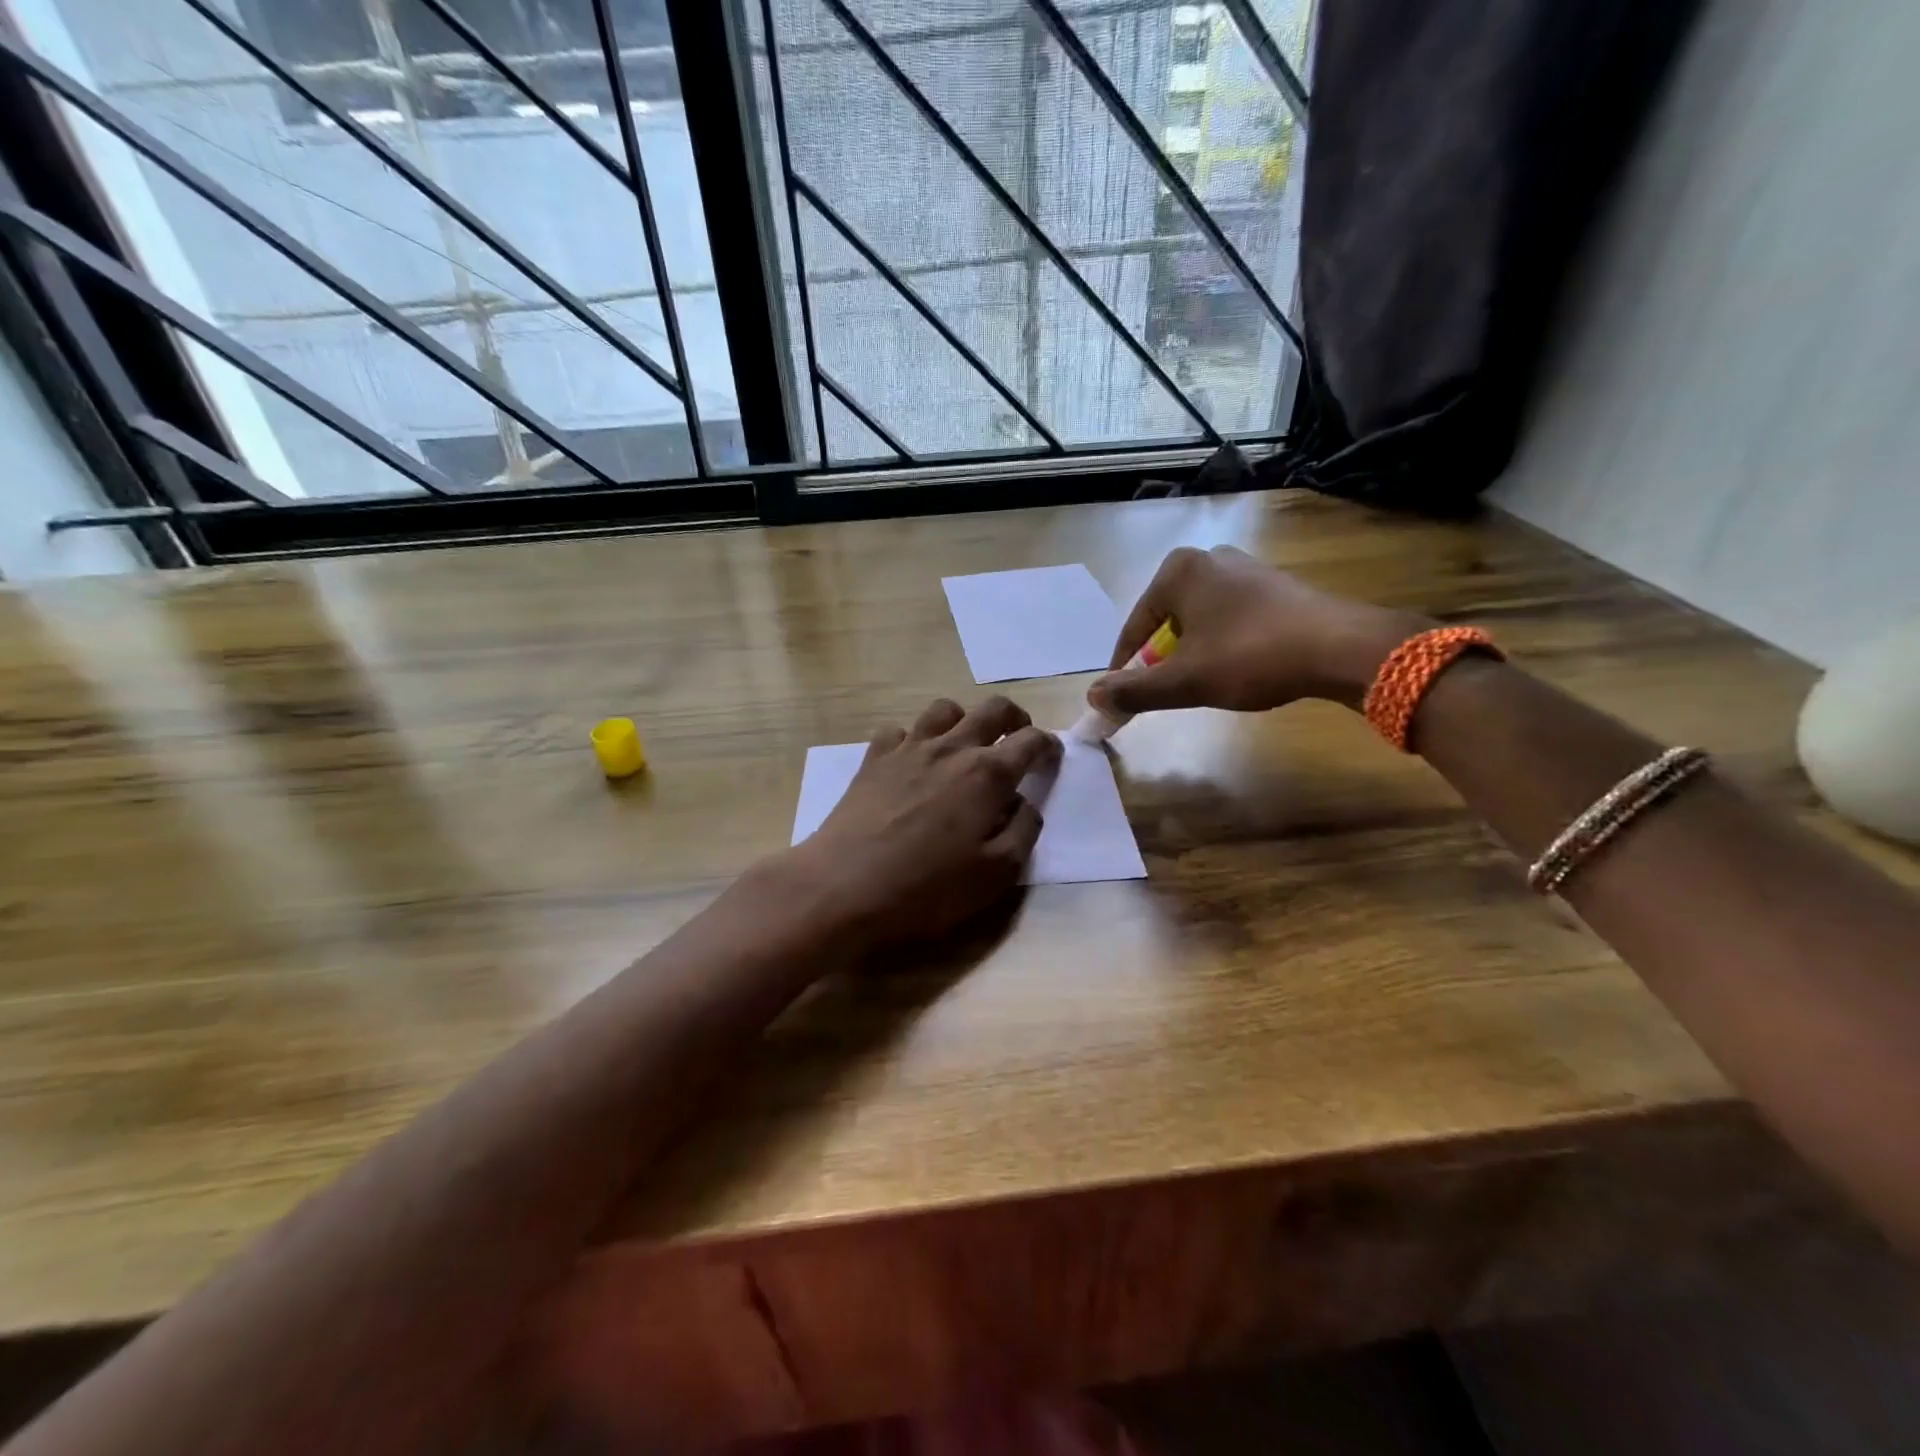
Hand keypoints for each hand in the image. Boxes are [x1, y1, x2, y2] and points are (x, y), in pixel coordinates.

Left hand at [783, 696, 1061, 952]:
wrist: (844, 886)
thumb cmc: (927, 887)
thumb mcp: (997, 873)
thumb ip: (1023, 831)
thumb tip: (1025, 803)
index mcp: (987, 774)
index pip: (1031, 741)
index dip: (1048, 746)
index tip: (1051, 758)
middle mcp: (951, 748)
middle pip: (992, 709)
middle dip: (1014, 717)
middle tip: (1017, 739)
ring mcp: (908, 748)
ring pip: (944, 709)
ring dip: (963, 720)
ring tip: (964, 745)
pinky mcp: (873, 759)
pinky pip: (899, 730)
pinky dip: (913, 738)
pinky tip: (912, 763)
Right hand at [1089, 545, 1429, 716]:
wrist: (1338, 647)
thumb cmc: (1248, 656)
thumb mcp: (1183, 681)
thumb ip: (1134, 690)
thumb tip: (1092, 696)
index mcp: (1178, 571)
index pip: (1134, 627)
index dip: (1125, 667)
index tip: (1122, 699)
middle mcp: (1209, 559)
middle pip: (1166, 621)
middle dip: (1161, 660)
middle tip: (1164, 692)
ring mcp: (1246, 569)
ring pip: (1200, 621)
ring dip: (1192, 653)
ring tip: (1202, 685)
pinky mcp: (1276, 585)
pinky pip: (1230, 618)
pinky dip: (1223, 644)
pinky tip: (1238, 669)